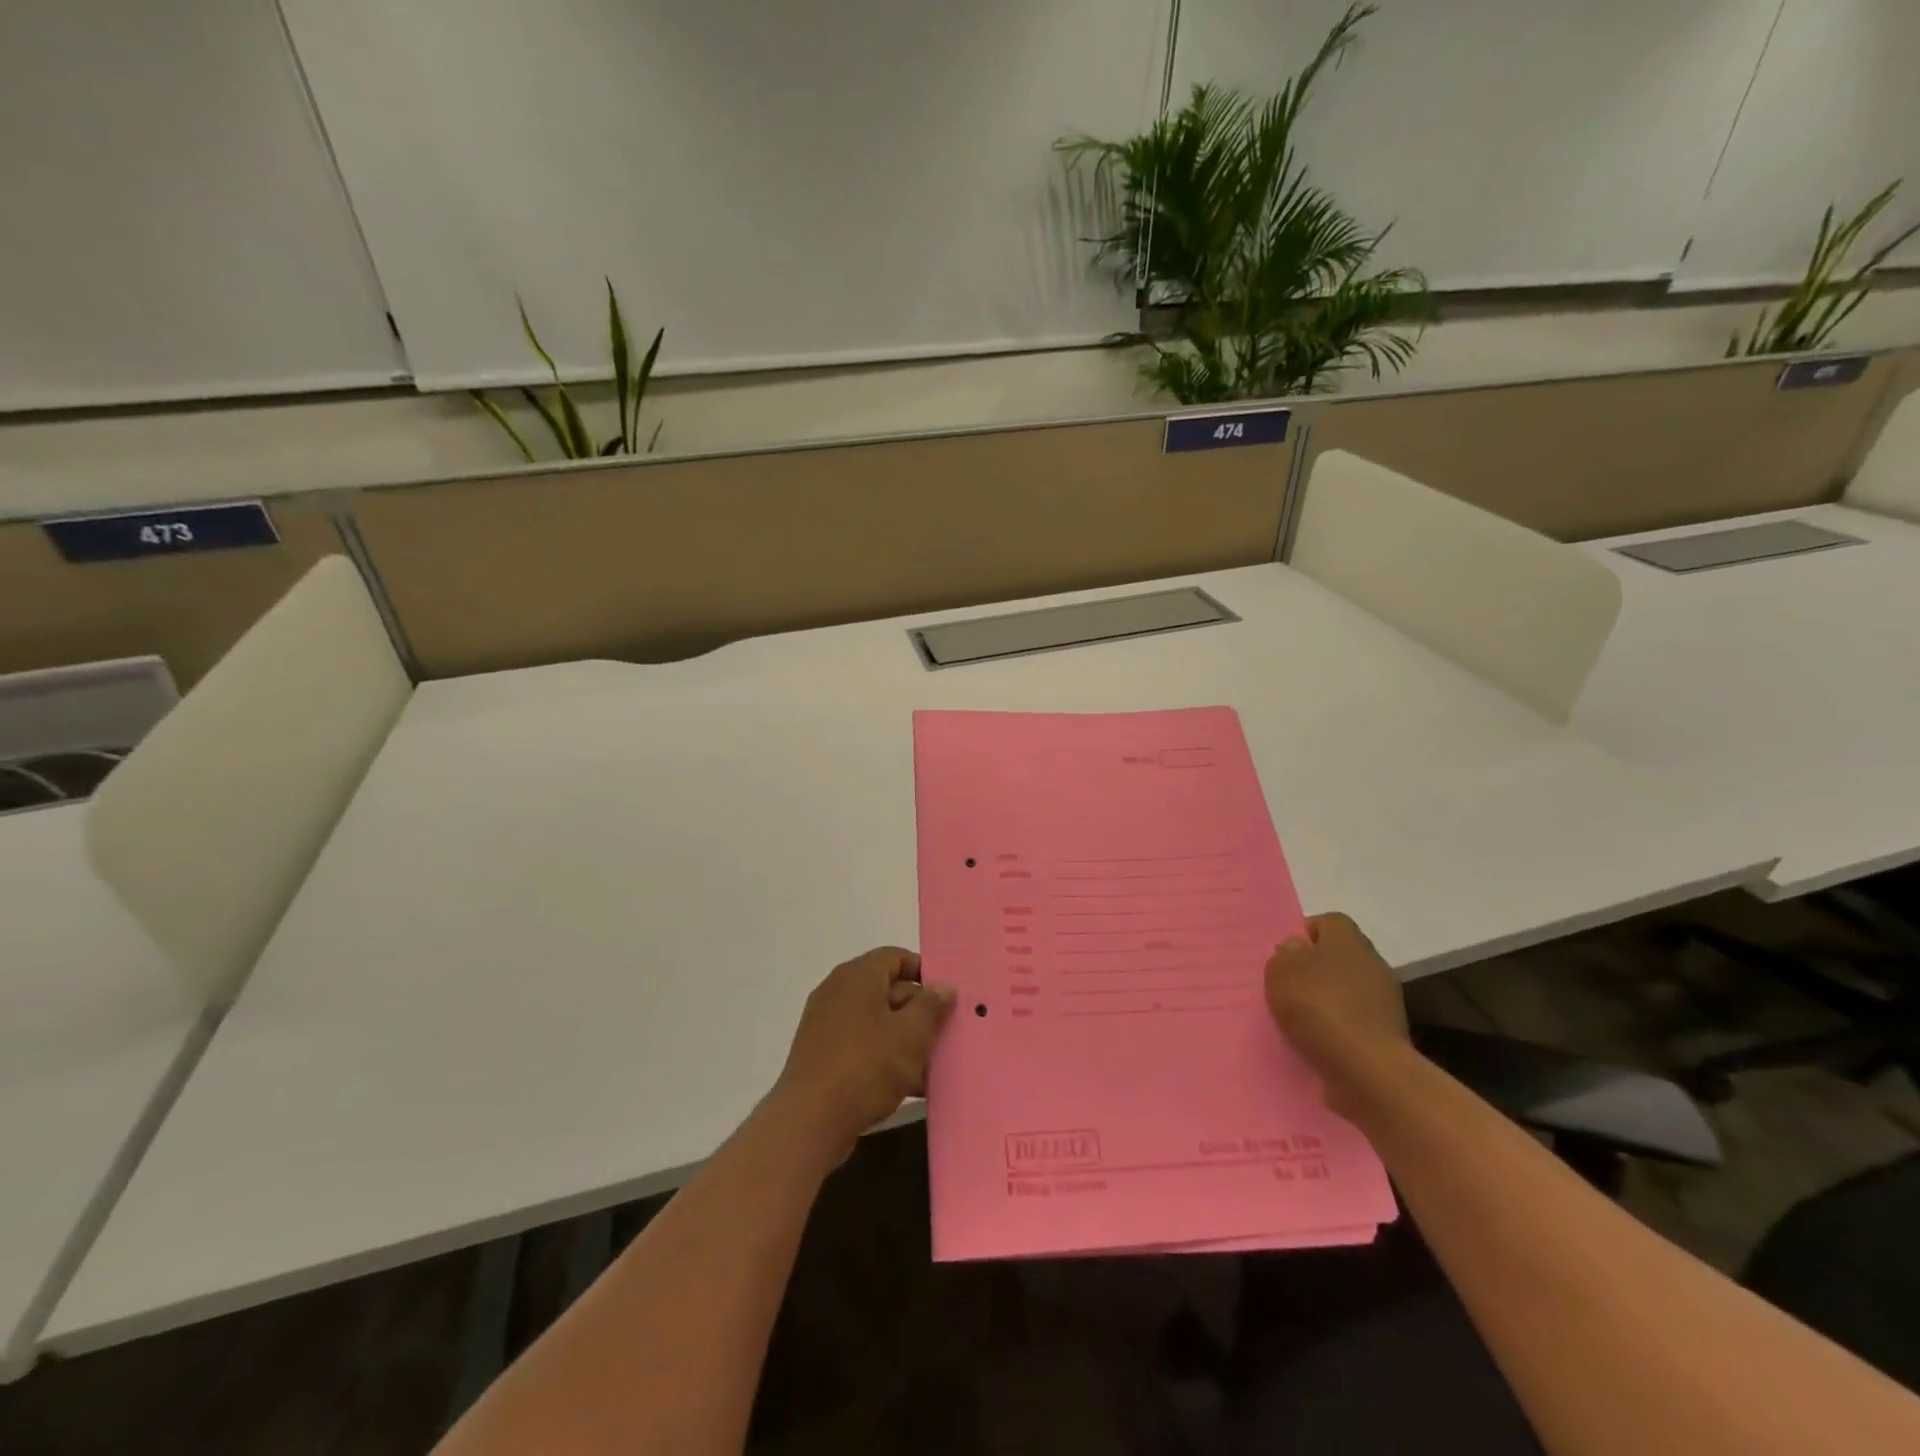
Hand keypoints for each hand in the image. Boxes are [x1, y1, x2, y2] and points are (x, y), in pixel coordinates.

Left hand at [772, 947, 956, 1162]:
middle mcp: (838, 992)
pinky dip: (884, 1059)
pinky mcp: (821, 1056)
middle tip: (947, 1034)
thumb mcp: (911, 1034)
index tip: (947, 997)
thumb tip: (944, 986)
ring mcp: (826, 1025)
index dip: (924, 972)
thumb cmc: (866, 1066)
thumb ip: (932, 1006)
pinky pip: (861, 1047)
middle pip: (887, 990)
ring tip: (934, 1065)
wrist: (809, 1122)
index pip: (895, 957)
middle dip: (919, 1012)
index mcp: (857, 976)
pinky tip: (910, 1086)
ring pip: (877, 1023)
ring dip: (905, 1040)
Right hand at [1265, 913, 1410, 1116]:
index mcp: (1348, 940)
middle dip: (1317, 968)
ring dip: (1328, 999)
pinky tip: (1319, 1041)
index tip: (1287, 955)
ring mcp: (1385, 1001)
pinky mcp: (1388, 1034)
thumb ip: (1285, 955)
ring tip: (1301, 1018)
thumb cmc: (1319, 1007)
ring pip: (1349, 989)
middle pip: (1341, 956)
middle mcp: (1372, 963)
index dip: (1307, 934)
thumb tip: (1297, 948)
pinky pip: (1356, 1020)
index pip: (1330, 922)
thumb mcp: (1281, 972)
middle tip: (1290, 986)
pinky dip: (1339, 1027)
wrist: (1368, 1069)